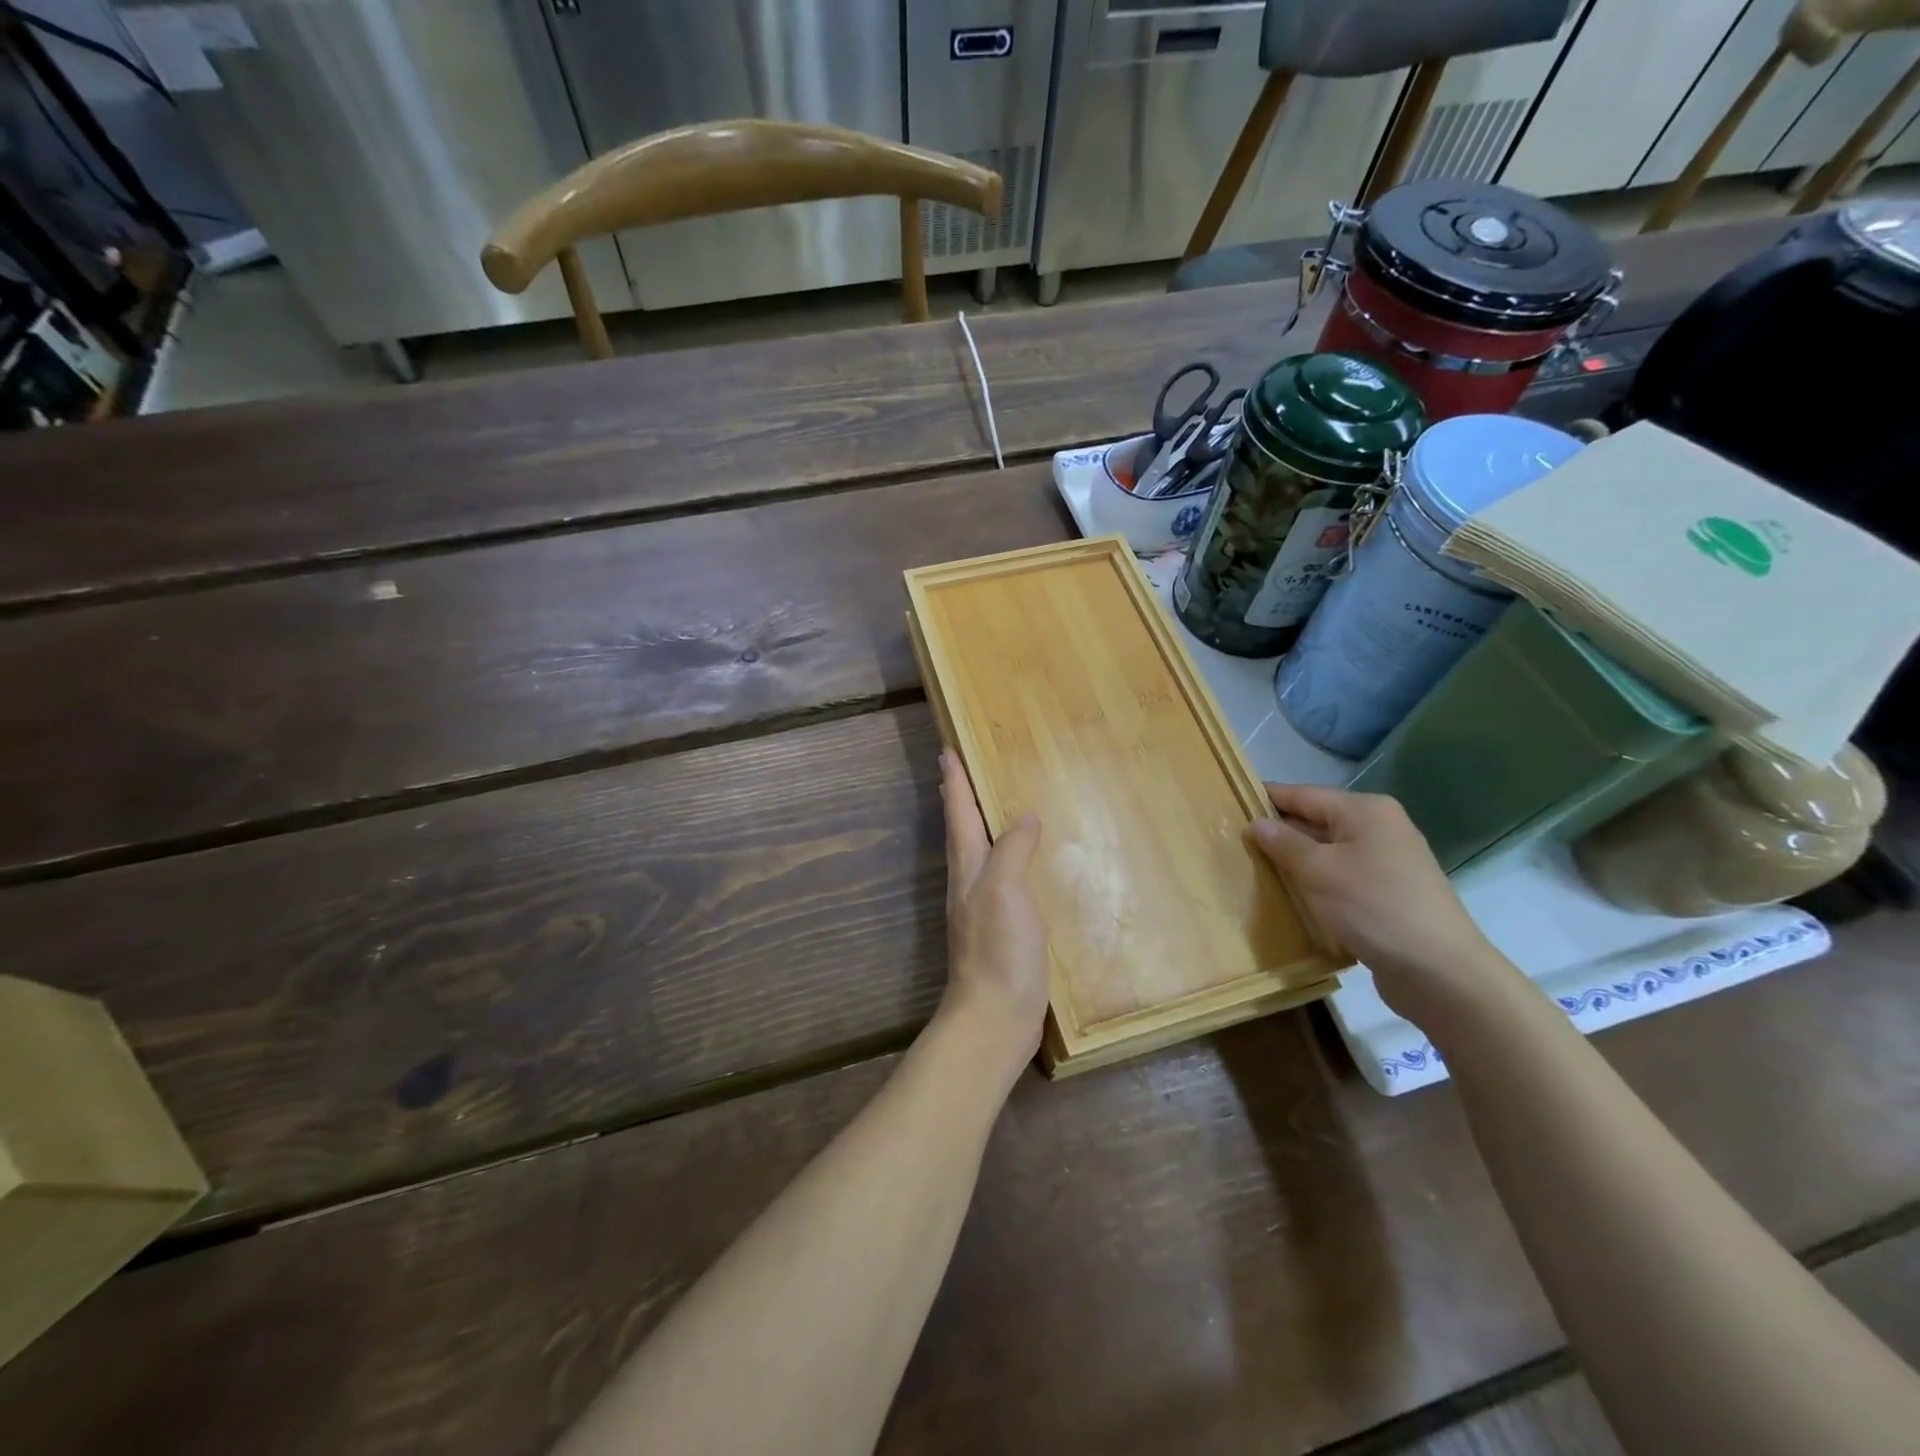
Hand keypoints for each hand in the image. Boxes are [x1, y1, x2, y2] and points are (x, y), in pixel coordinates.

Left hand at [937, 751, 1047, 1083]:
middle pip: (962, 831)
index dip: (954, 781)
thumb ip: (1012, 850)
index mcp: (968, 868)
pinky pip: (1002, 879)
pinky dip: (1007, 859)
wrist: (995, 1018)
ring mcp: (983, 909)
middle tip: (962, 769)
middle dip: (960, 798)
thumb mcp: (1005, 890)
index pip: (959, 813)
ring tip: (992, 806)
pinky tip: (1023, 864)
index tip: (946, 748)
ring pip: (980, 854)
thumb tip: (1024, 816)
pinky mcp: (1001, 931)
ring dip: (981, 826)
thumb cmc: (998, 950)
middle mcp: (970, 883)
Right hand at [1250, 783, 1518, 1026]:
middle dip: (1279, 832)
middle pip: (1317, 820)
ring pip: (1328, 851)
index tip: (1229, 802)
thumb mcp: (1318, 871)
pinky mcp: (1388, 894)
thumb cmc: (1373, 907)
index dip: (1266, 798)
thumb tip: (1257, 823)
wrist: (1440, 971)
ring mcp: (1388, 862)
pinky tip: (1292, 897)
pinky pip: (1341, 877)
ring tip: (1255, 869)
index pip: (1303, 794)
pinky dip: (1317, 882)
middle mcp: (1379, 828)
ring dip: (1296, 860)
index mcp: (1365, 811)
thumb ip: (1284, 843)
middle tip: (1234, 841)